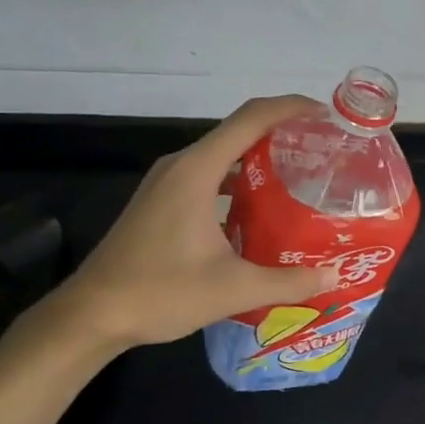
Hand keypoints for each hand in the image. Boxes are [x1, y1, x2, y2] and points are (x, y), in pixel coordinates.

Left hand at [48, 95, 337, 353]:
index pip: (251, 118)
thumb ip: (288, 281)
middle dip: (283, 132)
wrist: (91, 315)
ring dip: (261, 157)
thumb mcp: (232, 289)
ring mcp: (167, 182)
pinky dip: (239, 178)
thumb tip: (333, 276)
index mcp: (197, 170)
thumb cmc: (160, 292)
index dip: (291, 108)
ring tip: (301, 175)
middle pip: (239, 130)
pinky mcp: (160, 200)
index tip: (327, 115)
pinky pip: (208, 173)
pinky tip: (260, 207)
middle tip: (324, 151)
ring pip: (223, 154)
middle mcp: (181, 165)